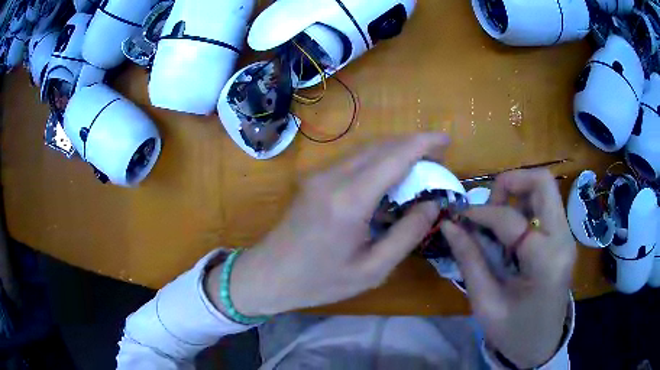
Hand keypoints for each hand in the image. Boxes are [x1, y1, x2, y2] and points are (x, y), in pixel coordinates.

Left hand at [223, 134, 449, 315]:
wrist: (269, 275)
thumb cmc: (320, 280)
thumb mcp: (372, 270)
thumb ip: (407, 235)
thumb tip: (432, 204)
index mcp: (349, 200)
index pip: (394, 157)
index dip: (423, 143)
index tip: (446, 139)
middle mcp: (333, 177)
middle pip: (381, 146)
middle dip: (413, 144)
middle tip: (438, 155)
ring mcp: (319, 175)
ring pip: (366, 150)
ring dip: (395, 150)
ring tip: (420, 163)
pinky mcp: (314, 179)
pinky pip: (353, 160)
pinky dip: (378, 160)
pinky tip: (390, 175)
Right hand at [440, 169, 575, 367]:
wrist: (541, 345)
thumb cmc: (513, 332)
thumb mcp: (486, 302)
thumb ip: (470, 260)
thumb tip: (450, 225)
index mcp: (545, 262)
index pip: (511, 218)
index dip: (481, 212)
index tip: (459, 216)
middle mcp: (563, 240)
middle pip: (542, 182)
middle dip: (510, 182)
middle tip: (488, 204)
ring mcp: (567, 237)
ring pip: (545, 190)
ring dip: (518, 194)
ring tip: (497, 221)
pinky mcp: (564, 238)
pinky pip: (545, 206)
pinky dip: (524, 207)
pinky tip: (510, 234)